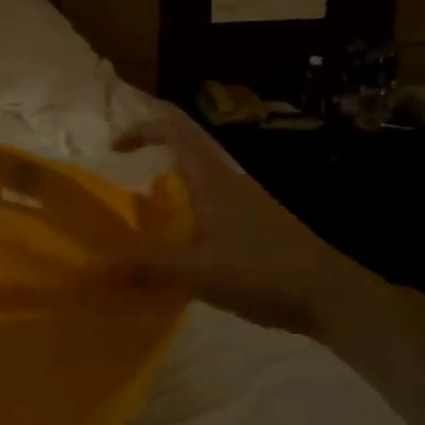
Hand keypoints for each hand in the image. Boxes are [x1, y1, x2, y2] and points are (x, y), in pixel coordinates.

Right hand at [115, 106, 350, 334]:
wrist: (331, 295)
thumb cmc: (262, 272)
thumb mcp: (198, 272)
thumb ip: (145, 267)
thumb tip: (92, 266)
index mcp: (214, 180)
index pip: (175, 130)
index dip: (142, 129)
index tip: (115, 148)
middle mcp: (231, 181)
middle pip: (189, 151)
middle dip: (155, 159)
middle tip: (129, 192)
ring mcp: (250, 202)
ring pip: (203, 180)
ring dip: (174, 190)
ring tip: (152, 226)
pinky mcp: (261, 224)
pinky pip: (216, 205)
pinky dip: (192, 214)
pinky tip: (189, 250)